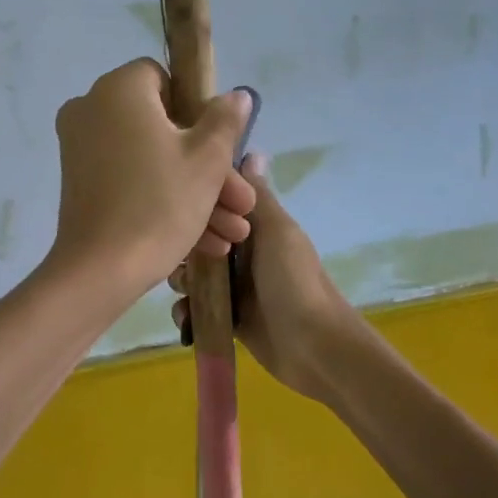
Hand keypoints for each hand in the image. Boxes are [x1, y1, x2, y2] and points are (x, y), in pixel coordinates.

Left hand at [49, 60, 256, 294]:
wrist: (101, 270)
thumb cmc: (159, 205)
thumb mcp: (206, 161)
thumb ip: (225, 121)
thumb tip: (237, 95)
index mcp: (119, 90)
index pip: (164, 79)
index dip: (197, 111)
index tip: (219, 149)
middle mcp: (91, 110)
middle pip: (162, 129)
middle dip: (209, 169)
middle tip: (241, 205)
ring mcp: (80, 149)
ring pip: (150, 161)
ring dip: (194, 194)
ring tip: (231, 235)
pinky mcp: (79, 185)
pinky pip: (129, 181)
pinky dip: (162, 202)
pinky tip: (205, 243)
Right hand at [170, 154, 360, 401]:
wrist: (313, 347)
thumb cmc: (295, 282)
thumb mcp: (277, 232)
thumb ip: (258, 198)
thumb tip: (251, 150)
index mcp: (256, 228)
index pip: (215, 208)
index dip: (196, 210)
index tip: (184, 216)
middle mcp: (243, 254)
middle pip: (197, 243)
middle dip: (183, 252)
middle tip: (186, 265)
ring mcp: (235, 288)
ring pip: (192, 276)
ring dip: (183, 284)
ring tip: (188, 295)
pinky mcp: (229, 318)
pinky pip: (197, 309)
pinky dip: (188, 314)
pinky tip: (189, 320)